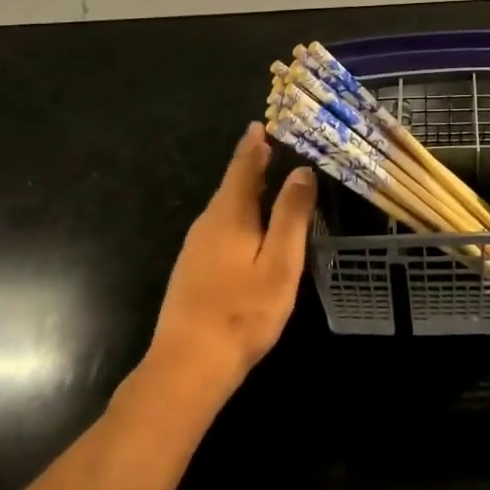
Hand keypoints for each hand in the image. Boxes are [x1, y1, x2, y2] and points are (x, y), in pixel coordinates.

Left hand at [147, 123, 315, 401]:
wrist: (187, 367)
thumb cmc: (242, 312)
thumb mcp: (280, 262)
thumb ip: (291, 215)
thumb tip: (302, 170)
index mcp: (229, 214)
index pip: (243, 166)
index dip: (254, 144)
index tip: (263, 122)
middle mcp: (208, 223)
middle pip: (232, 184)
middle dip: (252, 163)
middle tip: (274, 145)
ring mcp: (196, 247)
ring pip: (225, 206)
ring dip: (245, 188)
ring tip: (268, 177)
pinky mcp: (193, 269)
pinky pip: (220, 225)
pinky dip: (238, 211)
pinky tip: (250, 224)